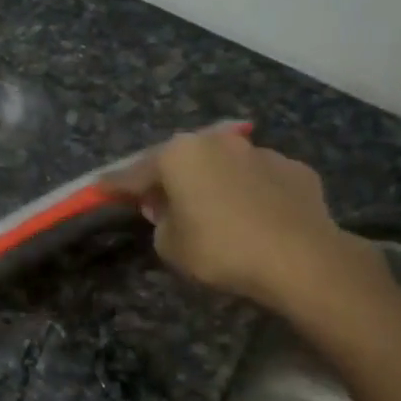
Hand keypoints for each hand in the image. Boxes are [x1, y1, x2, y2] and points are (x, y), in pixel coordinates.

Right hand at [103, 127, 386, 319]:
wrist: (300, 257)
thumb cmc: (221, 249)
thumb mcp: (171, 246)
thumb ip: (161, 223)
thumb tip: (171, 212)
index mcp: (180, 156)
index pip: (136, 172)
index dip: (116, 184)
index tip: (100, 188)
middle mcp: (218, 142)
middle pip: (182, 161)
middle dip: (169, 179)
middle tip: (158, 200)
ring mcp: (260, 152)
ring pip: (224, 166)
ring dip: (212, 183)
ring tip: (212, 210)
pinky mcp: (294, 169)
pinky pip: (259, 180)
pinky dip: (249, 193)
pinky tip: (254, 217)